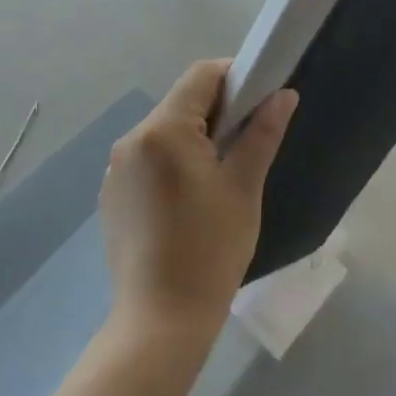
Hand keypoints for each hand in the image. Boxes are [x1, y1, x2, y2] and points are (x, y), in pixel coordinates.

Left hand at [99, 60, 296, 338]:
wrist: (161, 320)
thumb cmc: (211, 249)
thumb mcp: (244, 187)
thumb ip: (262, 133)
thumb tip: (283, 94)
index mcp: (163, 130)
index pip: (201, 75)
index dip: (236, 77)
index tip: (261, 102)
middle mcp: (131, 139)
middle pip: (181, 102)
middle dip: (218, 112)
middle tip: (248, 144)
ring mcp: (116, 169)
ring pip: (165, 131)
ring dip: (195, 138)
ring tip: (221, 178)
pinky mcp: (112, 195)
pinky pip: (148, 159)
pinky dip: (173, 162)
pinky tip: (190, 202)